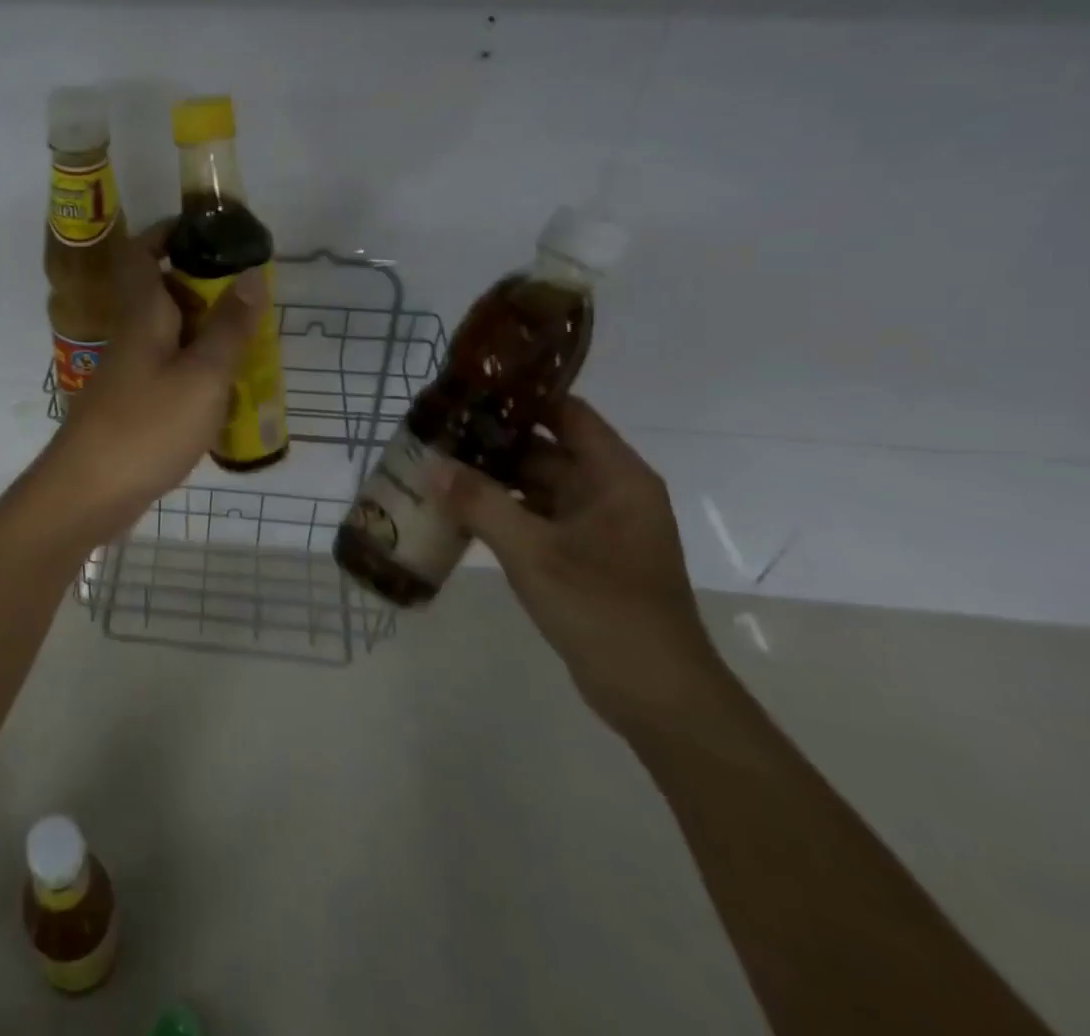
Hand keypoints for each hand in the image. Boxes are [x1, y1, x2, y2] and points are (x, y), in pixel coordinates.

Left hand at [38, 222, 266, 540]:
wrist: (88, 492)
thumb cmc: (146, 426)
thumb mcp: (202, 376)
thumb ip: (229, 327)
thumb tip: (252, 274)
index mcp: (143, 314)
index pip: (143, 253)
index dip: (170, 234)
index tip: (212, 233)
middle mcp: (133, 333)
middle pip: (165, 292)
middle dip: (207, 286)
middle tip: (253, 297)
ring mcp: (132, 370)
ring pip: (173, 333)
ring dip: (209, 330)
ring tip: (253, 340)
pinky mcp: (135, 401)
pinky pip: (172, 368)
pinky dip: (200, 367)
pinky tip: (228, 388)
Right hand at [428, 397, 729, 732]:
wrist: (657, 696)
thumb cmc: (604, 609)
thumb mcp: (534, 552)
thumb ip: (481, 503)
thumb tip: (432, 465)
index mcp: (616, 476)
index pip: (567, 413)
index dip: (521, 399)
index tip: (468, 392)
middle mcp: (610, 492)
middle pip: (546, 449)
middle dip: (492, 443)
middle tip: (438, 434)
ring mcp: (597, 526)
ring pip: (537, 486)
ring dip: (493, 480)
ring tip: (438, 468)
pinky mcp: (583, 556)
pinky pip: (537, 518)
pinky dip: (502, 512)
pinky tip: (459, 513)